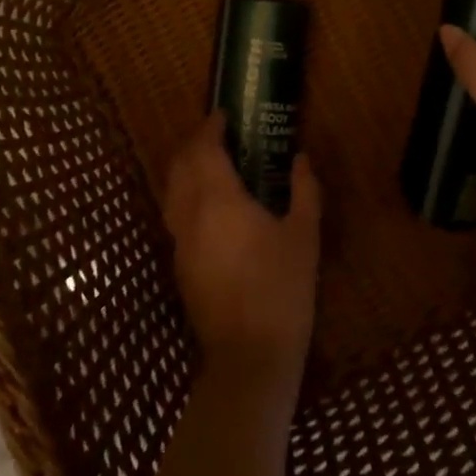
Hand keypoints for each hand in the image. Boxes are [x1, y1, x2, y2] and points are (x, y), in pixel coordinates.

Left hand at [164, 112, 321, 394]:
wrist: (250, 359)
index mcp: (219, 199)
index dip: (210, 127)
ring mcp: (180, 242)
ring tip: (211, 163)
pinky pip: (175, 215)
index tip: (223, 116)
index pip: (203, 149)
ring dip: (185, 168)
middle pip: (179, 165)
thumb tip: (301, 158)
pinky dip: (185, 195)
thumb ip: (303, 189)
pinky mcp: (179, 266)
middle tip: (217, 134)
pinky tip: (209, 204)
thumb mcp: (304, 235)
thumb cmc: (282, 289)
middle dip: (194, 143)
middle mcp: (190, 214)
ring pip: (171, 190)